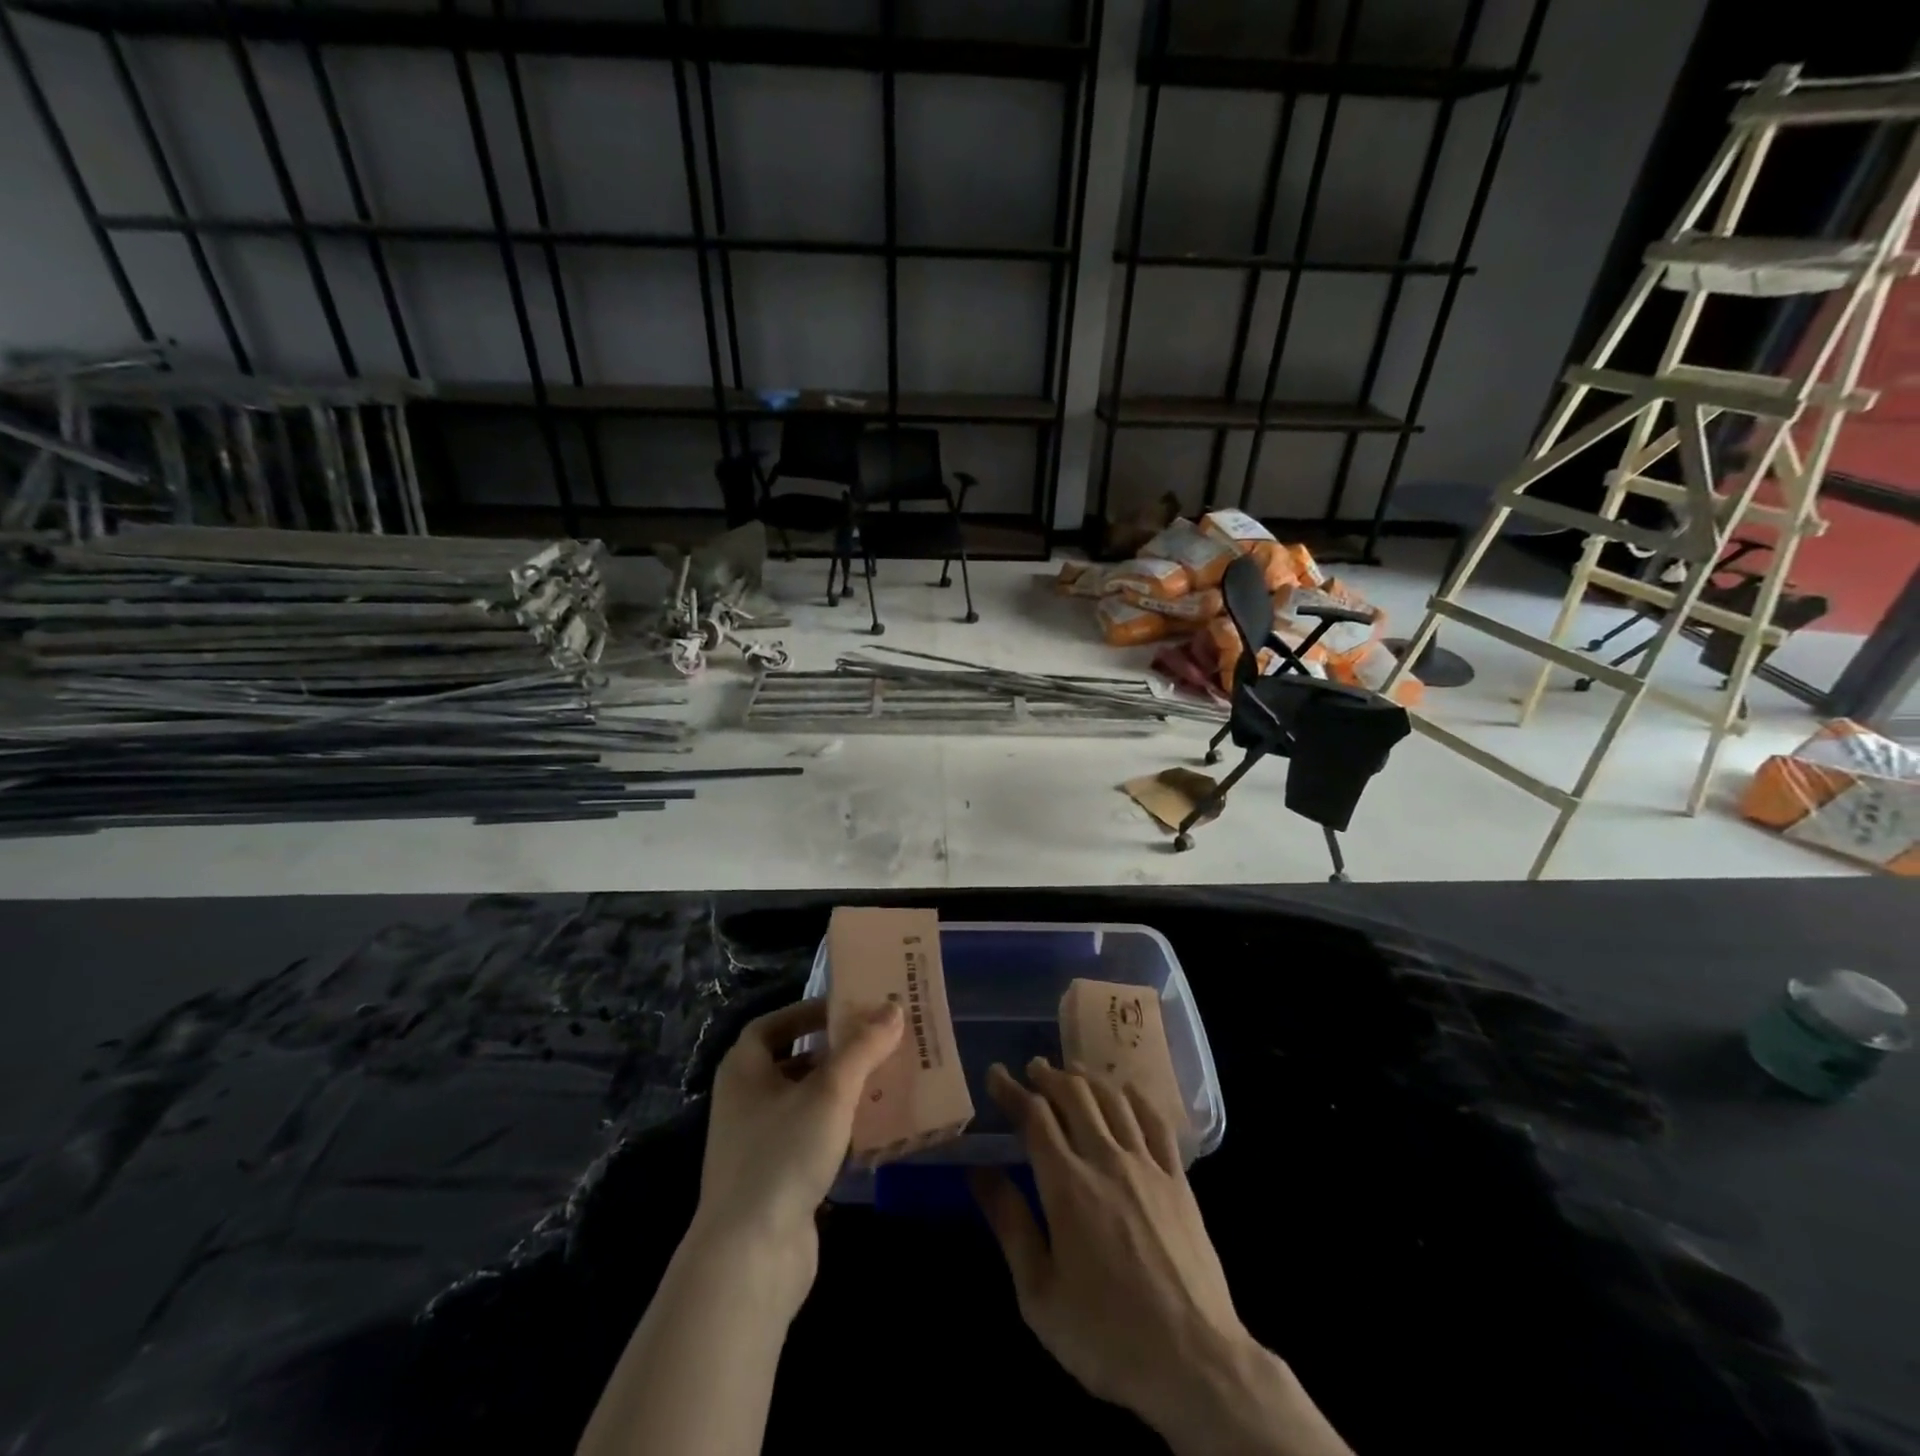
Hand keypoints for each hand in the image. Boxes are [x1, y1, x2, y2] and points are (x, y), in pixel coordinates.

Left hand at [693, 997, 902, 1316]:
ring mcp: (757, 1144)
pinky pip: (810, 1138)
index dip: (808, 1012)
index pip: (773, 1025)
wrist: (750, 1257)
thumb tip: (893, 1008)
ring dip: (840, 1090)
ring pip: (804, 1102)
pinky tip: (871, 1129)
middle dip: (833, 1051)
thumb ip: (863, 1047)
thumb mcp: (830, 1092)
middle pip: (792, 1061)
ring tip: (883, 1079)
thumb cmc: (783, 1154)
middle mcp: (744, 1101)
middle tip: (876, 1042)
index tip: (848, 1009)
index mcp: (743, 1070)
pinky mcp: (775, 1180)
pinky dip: (838, 1127)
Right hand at [970, 1059, 1350, 1455]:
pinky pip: (1156, 1121)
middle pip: (1074, 1095)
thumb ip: (1010, 1224)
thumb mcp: (1039, 1294)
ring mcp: (1147, 1166)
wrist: (1195, 1362)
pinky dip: (1135, 1097)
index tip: (996, 1074)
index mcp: (1067, 1185)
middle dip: (1049, 1076)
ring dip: (1087, 1078)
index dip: (1012, 1090)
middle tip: (1032, 1068)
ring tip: (1071, 1071)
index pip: (1034, 1117)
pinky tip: (1126, 1092)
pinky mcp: (1179, 1180)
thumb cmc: (1106, 1335)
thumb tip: (980, 1172)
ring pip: (1113, 1100)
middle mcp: (1106, 1160)